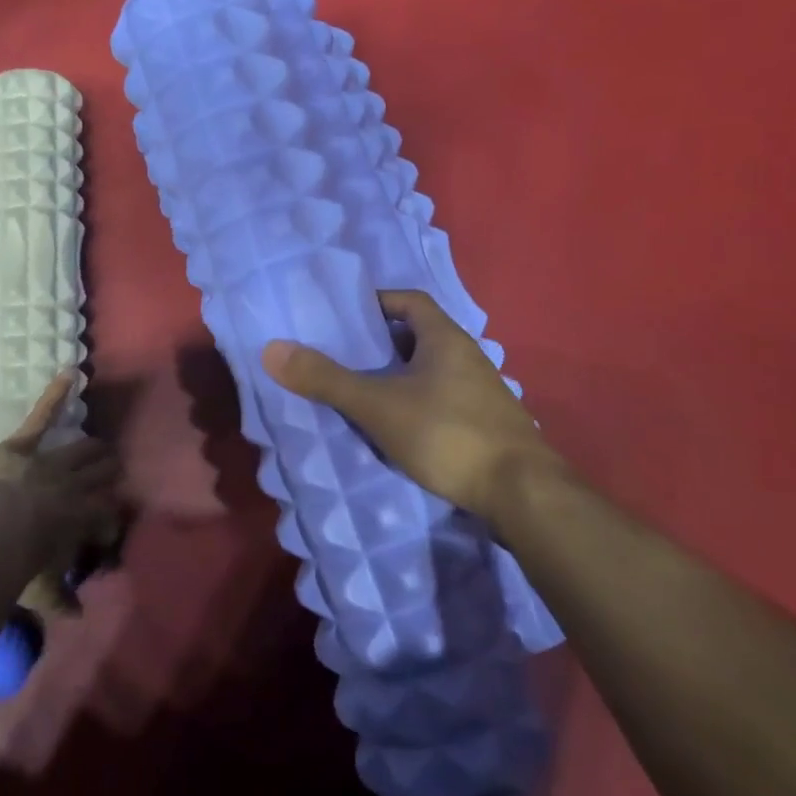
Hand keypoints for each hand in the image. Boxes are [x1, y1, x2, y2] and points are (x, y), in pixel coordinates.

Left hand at [0, 371, 125, 604]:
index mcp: (80, 519)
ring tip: (103, 446)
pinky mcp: (24, 446)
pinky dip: (56, 395)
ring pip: (81, 450)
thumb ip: (59, 600)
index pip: (105, 512)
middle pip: (99, 476)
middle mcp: (73, 487)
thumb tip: (77, 617)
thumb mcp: (40, 588)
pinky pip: (42, 417)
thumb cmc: (17, 564)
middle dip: (108, 473)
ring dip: (94, 449)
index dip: (109, 514)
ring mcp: (50, 462)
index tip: (110, 520)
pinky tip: (70, 374)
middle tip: (115, 469)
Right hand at [260, 290, 568, 530]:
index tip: (345, 317)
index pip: (410, 301)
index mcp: (445, 338)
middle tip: (343, 354)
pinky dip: (416, 403)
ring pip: (431, 371)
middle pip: (419, 335)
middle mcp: (468, 357)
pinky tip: (397, 426)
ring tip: (362, 390)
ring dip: (399, 376)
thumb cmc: (448, 434)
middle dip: (381, 342)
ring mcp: (482, 393)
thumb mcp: (378, 405)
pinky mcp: (487, 425)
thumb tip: (272, 349)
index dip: (377, 302)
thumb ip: (327, 379)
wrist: (523, 494)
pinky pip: (442, 399)